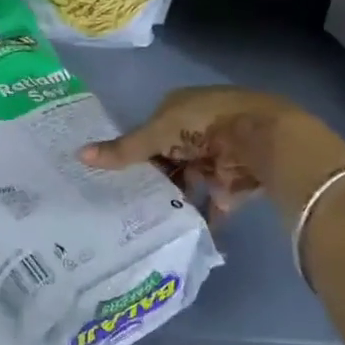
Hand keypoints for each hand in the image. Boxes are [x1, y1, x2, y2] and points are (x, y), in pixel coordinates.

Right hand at [80, 87, 344, 222]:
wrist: (266, 138)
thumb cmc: (206, 124)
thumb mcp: (159, 134)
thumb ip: (124, 150)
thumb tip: (79, 155)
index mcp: (178, 108)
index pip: (149, 132)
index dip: (134, 153)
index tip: (114, 179)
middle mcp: (198, 130)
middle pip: (169, 159)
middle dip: (154, 181)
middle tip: (126, 207)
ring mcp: (218, 156)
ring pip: (189, 182)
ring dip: (175, 200)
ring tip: (148, 225)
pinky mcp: (236, 182)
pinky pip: (213, 203)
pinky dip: (202, 218)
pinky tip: (183, 235)